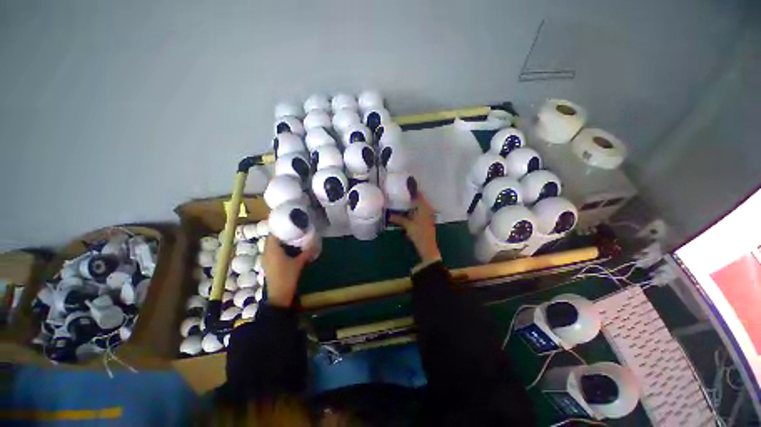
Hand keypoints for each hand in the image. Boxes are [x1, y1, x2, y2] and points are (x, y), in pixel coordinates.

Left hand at [262, 235, 312, 307]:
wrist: (278, 295)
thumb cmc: (287, 277)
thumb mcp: (298, 264)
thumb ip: (307, 253)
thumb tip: (316, 245)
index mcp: (272, 250)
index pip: (273, 234)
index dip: (281, 228)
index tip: (290, 223)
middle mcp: (267, 253)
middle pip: (272, 239)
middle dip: (282, 234)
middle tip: (294, 230)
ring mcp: (266, 259)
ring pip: (272, 246)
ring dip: (280, 241)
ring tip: (293, 237)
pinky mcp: (268, 264)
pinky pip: (272, 252)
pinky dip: (279, 248)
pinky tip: (289, 249)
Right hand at [389, 193, 441, 263]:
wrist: (428, 247)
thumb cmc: (419, 234)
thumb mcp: (408, 225)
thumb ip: (399, 218)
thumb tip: (389, 215)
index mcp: (424, 208)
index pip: (419, 194)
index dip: (412, 190)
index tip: (405, 186)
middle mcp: (428, 209)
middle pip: (420, 199)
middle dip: (411, 197)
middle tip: (401, 195)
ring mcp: (429, 215)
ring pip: (420, 206)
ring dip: (413, 204)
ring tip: (402, 202)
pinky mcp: (427, 220)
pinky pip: (421, 211)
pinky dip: (415, 210)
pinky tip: (407, 212)